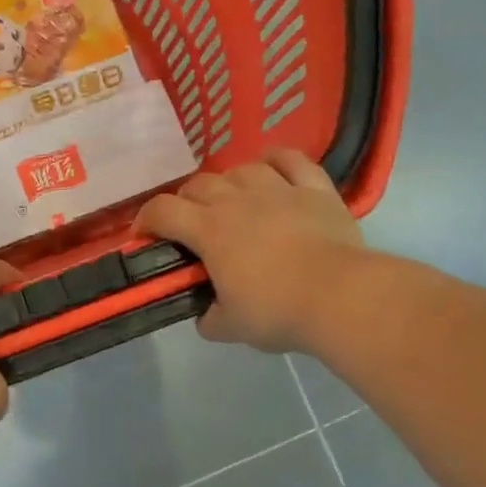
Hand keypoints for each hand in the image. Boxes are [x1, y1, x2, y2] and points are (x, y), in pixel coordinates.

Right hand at [135, 149, 363, 353]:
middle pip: (199, 184)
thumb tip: (205, 315)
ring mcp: (278, 189)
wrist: (340, 297)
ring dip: (228, 182)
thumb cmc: (277, 311)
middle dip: (186, 201)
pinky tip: (271, 168)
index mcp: (209, 230)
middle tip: (191, 224)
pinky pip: (291, 160)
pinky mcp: (315, 189)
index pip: (163, 210)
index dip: (147, 219)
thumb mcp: (231, 327)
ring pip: (241, 169)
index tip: (145, 234)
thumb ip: (209, 318)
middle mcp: (237, 200)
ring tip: (232, 200)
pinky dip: (276, 160)